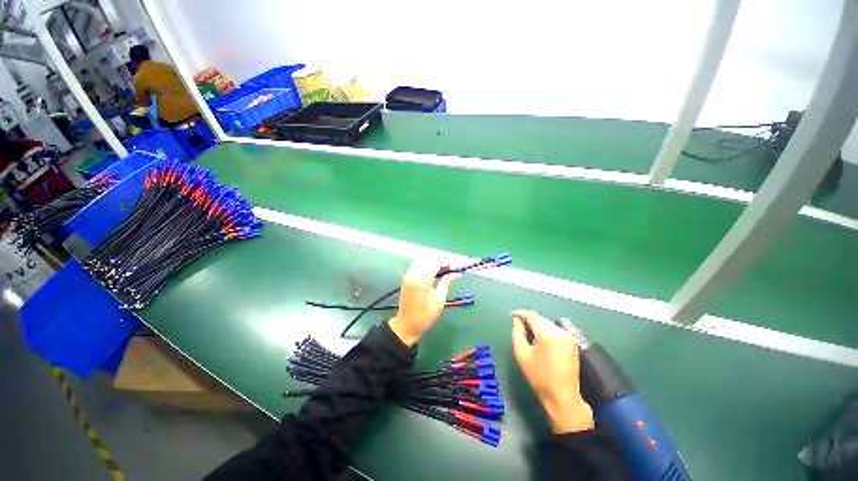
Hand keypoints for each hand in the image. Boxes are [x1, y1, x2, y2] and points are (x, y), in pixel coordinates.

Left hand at [388, 259, 460, 345]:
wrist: (406, 325)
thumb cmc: (424, 316)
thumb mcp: (439, 300)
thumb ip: (447, 282)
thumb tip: (457, 273)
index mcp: (422, 279)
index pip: (436, 262)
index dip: (448, 262)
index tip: (457, 268)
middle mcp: (413, 273)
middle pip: (430, 258)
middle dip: (442, 260)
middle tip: (453, 269)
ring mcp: (408, 274)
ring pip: (423, 259)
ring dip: (435, 261)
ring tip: (446, 270)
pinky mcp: (407, 276)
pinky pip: (419, 264)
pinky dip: (428, 265)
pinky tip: (435, 272)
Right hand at [511, 309, 593, 433]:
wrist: (563, 397)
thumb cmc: (539, 377)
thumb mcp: (521, 354)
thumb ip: (517, 332)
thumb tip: (517, 320)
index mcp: (547, 334)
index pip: (532, 315)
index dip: (520, 313)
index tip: (511, 315)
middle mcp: (560, 331)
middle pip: (540, 318)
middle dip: (528, 319)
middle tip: (517, 325)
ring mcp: (568, 337)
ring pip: (548, 323)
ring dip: (537, 325)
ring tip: (527, 332)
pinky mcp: (572, 343)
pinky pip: (555, 330)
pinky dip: (545, 330)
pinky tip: (539, 339)